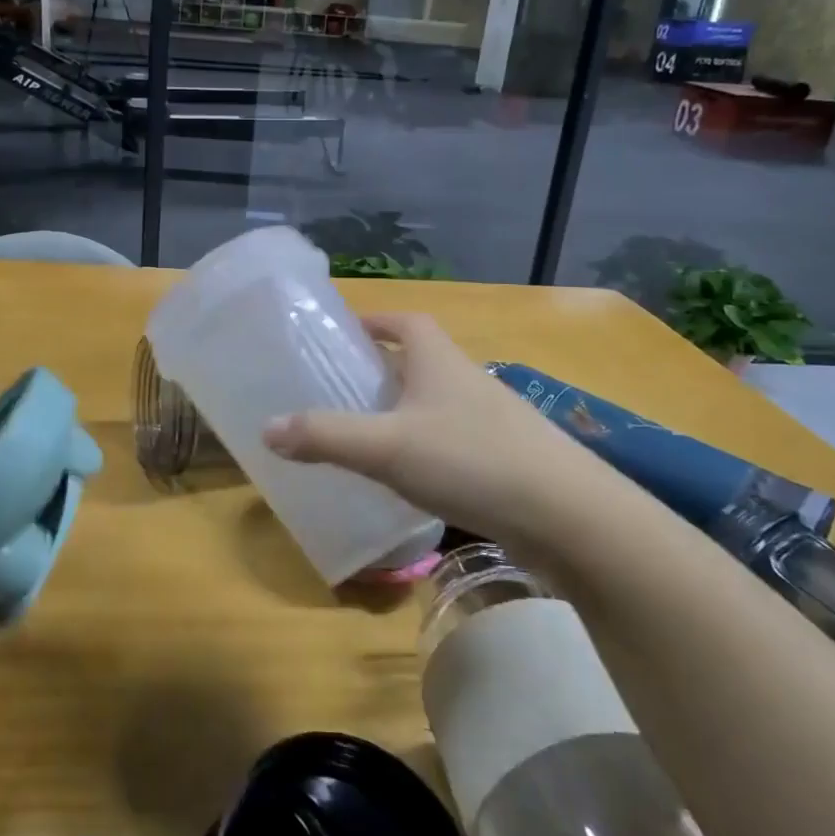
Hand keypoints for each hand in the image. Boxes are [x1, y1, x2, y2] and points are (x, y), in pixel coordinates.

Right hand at [263, 313, 593, 544]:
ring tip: (366, 433)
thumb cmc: (470, 460)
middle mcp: (467, 380)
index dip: (375, 320)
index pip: (405, 321)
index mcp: (439, 360)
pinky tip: (411, 477)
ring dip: (405, 409)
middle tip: (342, 388)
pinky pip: (454, 439)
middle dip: (383, 368)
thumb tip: (266, 428)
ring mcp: (492, 419)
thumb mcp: (386, 447)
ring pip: (437, 402)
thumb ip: (325, 436)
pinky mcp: (506, 457)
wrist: (568, 515)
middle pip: (420, 360)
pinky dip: (427, 446)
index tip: (345, 333)